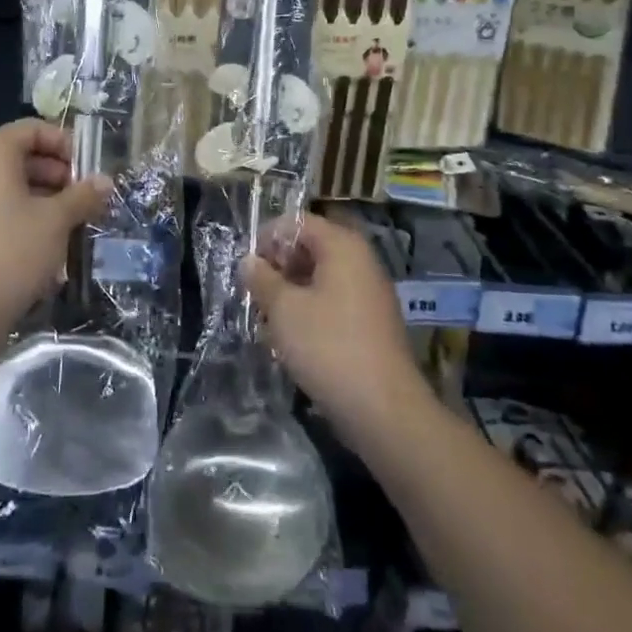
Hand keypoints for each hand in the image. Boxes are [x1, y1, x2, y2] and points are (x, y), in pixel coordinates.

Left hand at [0, 119, 110, 343]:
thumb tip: (105, 181)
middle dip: (56, 173)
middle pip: (19, 155)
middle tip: (84, 197)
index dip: (66, 144)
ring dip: (42, 196)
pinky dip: (19, 214)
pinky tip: (44, 241)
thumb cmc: (12, 252)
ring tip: (70, 221)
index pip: (33, 129)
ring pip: (7, 184)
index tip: (89, 170)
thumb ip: (83, 195)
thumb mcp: (56, 221)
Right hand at [243, 211, 426, 449]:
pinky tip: (293, 339)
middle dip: (279, 267)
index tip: (248, 268)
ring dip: (291, 292)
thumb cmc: (328, 346)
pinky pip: (334, 303)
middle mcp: (361, 261)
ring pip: (321, 278)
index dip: (268, 238)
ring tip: (269, 319)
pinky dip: (311, 312)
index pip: (298, 222)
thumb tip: (249, 261)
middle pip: (311, 248)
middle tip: (256, 294)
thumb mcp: (283, 309)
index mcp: (343, 246)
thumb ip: (262, 279)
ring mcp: (370, 293)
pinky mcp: (372, 323)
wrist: (383, 409)